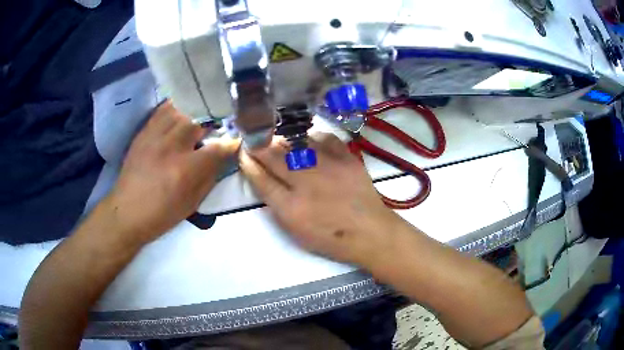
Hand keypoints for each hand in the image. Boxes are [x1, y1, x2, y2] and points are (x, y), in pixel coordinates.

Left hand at [107, 101, 239, 243]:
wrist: (127, 211)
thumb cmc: (162, 213)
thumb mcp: (193, 202)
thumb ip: (210, 176)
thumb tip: (224, 155)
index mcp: (185, 170)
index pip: (217, 147)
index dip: (231, 142)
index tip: (236, 140)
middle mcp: (171, 146)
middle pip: (200, 119)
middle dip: (214, 119)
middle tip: (219, 123)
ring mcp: (155, 136)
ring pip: (181, 108)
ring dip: (196, 110)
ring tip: (201, 114)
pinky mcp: (144, 132)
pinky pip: (163, 109)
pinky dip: (177, 107)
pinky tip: (182, 112)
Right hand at [239, 133, 399, 263]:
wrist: (370, 232)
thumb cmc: (330, 238)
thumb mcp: (296, 230)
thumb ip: (276, 204)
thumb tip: (263, 178)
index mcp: (291, 207)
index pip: (261, 178)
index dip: (248, 163)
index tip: (243, 152)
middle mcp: (306, 182)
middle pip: (274, 156)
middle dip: (259, 145)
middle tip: (254, 139)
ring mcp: (328, 166)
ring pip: (296, 142)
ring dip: (282, 138)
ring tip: (277, 137)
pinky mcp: (346, 158)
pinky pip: (324, 138)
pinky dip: (312, 137)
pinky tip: (308, 141)